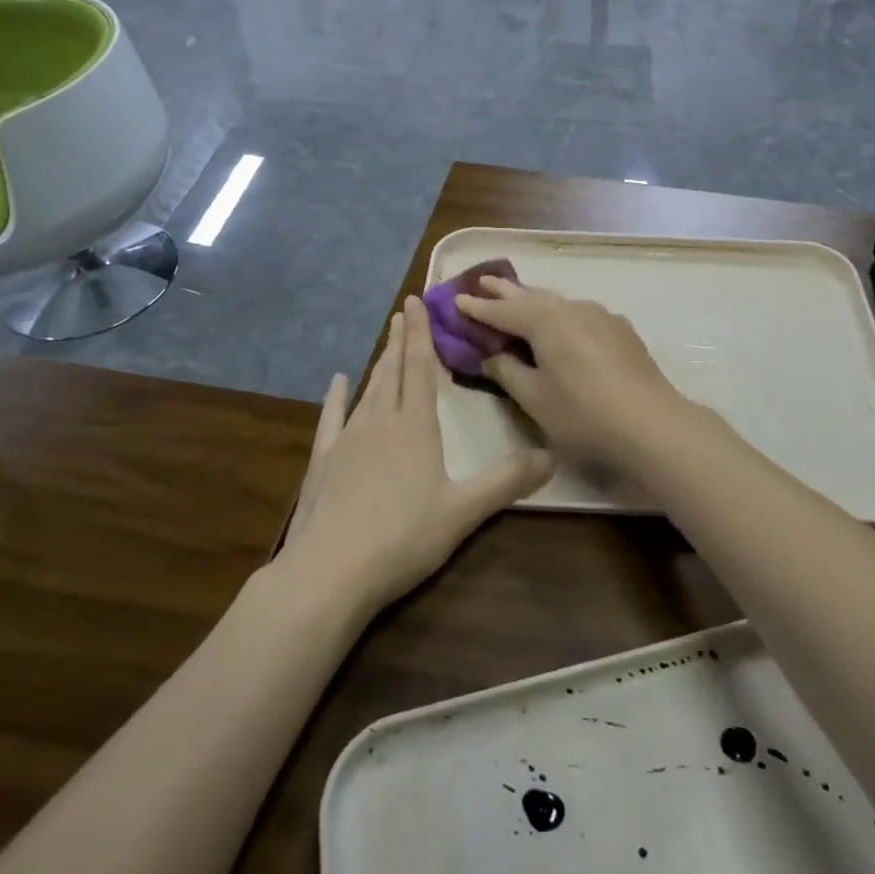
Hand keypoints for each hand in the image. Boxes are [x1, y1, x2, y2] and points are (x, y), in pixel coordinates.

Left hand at [283, 296, 551, 614]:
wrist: (328, 572)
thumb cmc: (401, 538)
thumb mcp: (463, 512)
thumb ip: (507, 482)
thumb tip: (552, 455)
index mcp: (415, 427)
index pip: (421, 368)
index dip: (421, 333)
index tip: (415, 301)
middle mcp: (380, 422)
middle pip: (393, 371)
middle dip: (401, 340)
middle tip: (403, 311)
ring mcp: (347, 440)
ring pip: (367, 390)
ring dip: (379, 363)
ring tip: (386, 342)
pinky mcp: (322, 462)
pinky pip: (331, 419)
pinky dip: (335, 398)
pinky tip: (336, 383)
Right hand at [455, 278, 700, 465]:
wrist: (651, 423)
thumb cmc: (583, 414)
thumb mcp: (534, 398)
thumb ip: (508, 372)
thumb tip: (490, 355)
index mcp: (545, 322)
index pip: (502, 312)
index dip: (478, 309)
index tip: (456, 301)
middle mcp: (571, 309)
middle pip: (531, 297)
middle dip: (505, 291)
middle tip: (483, 281)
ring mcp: (600, 316)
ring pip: (558, 302)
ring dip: (535, 299)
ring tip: (519, 296)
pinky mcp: (621, 330)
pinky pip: (581, 313)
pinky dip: (562, 313)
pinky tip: (565, 321)